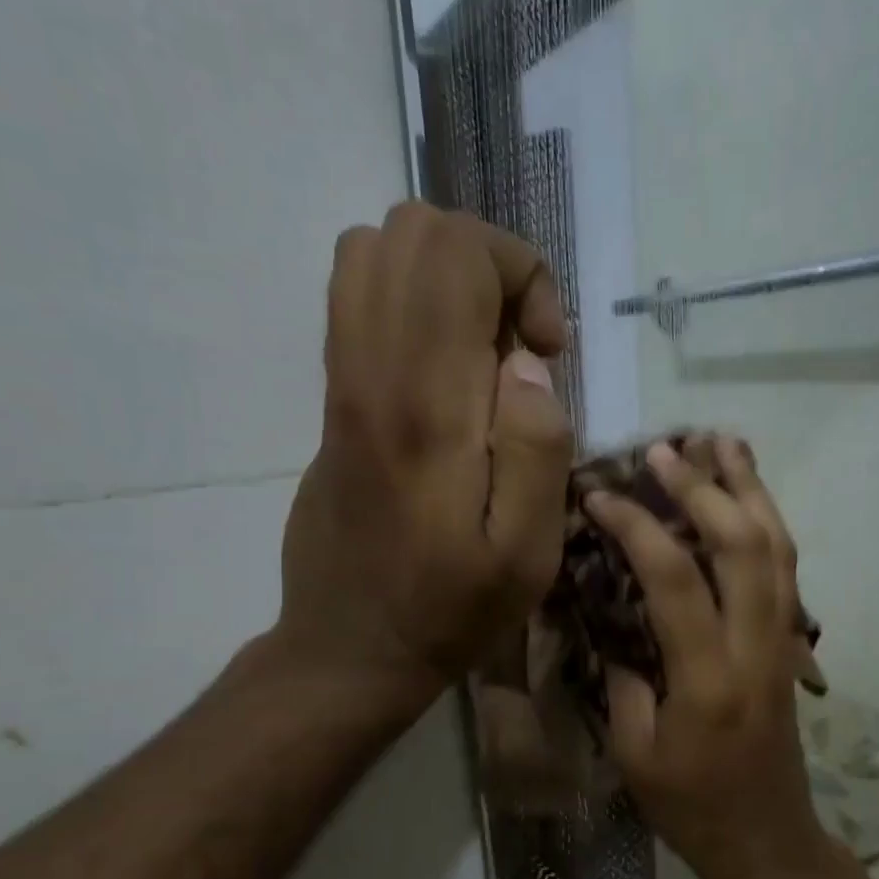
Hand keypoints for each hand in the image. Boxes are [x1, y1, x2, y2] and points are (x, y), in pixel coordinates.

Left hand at [277, 202, 572, 713]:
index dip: (521, 276)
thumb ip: (537, 449)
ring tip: (482, 353)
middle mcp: (370, 372)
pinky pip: (357, 300)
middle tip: (518, 347)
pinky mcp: (331, 400)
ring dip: (446, 280)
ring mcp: (340, 381)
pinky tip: (445, 374)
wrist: (351, 648)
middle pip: (412, 231)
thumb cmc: (449, 611)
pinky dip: (412, 304)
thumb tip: (527, 364)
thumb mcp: (525, 555)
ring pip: (374, 252)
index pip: (456, 254)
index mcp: (425, 406)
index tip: (547, 353)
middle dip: (487, 265)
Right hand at [586, 438, 831, 878]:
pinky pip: (786, 569)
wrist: (766, 838)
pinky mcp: (790, 645)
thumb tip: (609, 614)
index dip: (637, 527)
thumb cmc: (690, 805)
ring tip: (723, 442)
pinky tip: (749, 497)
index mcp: (708, 678)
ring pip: (778, 547)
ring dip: (751, 489)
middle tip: (664, 450)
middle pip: (743, 544)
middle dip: (704, 487)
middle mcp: (756, 647)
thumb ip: (622, 676)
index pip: (675, 578)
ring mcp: (783, 642)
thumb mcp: (633, 750)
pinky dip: (768, 522)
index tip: (600, 497)